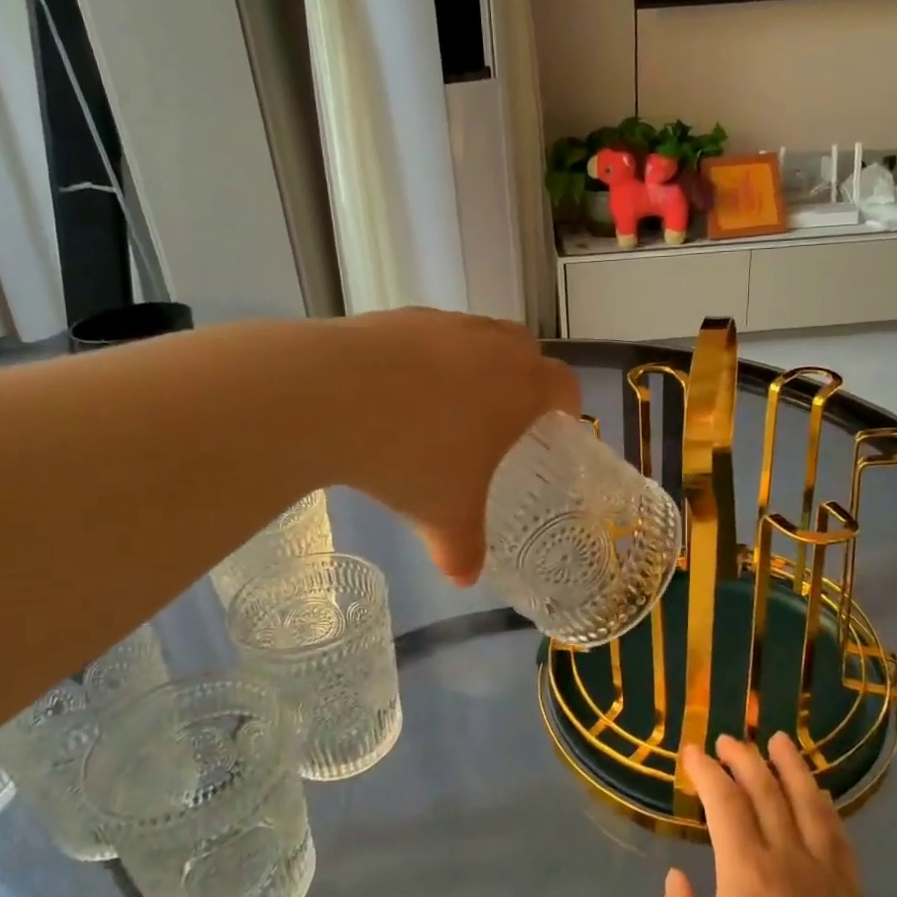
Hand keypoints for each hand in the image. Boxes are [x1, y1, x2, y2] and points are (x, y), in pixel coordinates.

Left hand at [330, 308, 579, 583]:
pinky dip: (424, 358)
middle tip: (502, 417)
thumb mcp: (444, 516)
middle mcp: (490, 345)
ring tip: (443, 406)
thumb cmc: (412, 457)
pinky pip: (427, 335)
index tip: (555, 424)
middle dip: (522, 378)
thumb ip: (462, 550)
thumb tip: (464, 578)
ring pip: (475, 337)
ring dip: (473, 364)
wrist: (331, 396)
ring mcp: (443, 325)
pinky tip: (394, 391)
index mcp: (520, 387)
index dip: (566, 404)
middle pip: (524, 349)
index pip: (564, 384)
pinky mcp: (399, 317)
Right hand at [656, 733, 894, 896]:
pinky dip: (825, 807)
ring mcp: (827, 878)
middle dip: (744, 758)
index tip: (692, 753)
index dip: (706, 771)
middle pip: (767, 791)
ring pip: (809, 804)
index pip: (724, 802)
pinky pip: (839, 838)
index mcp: (746, 874)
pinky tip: (818, 798)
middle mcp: (789, 862)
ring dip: (792, 767)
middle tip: (728, 740)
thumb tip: (677, 880)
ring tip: (780, 740)